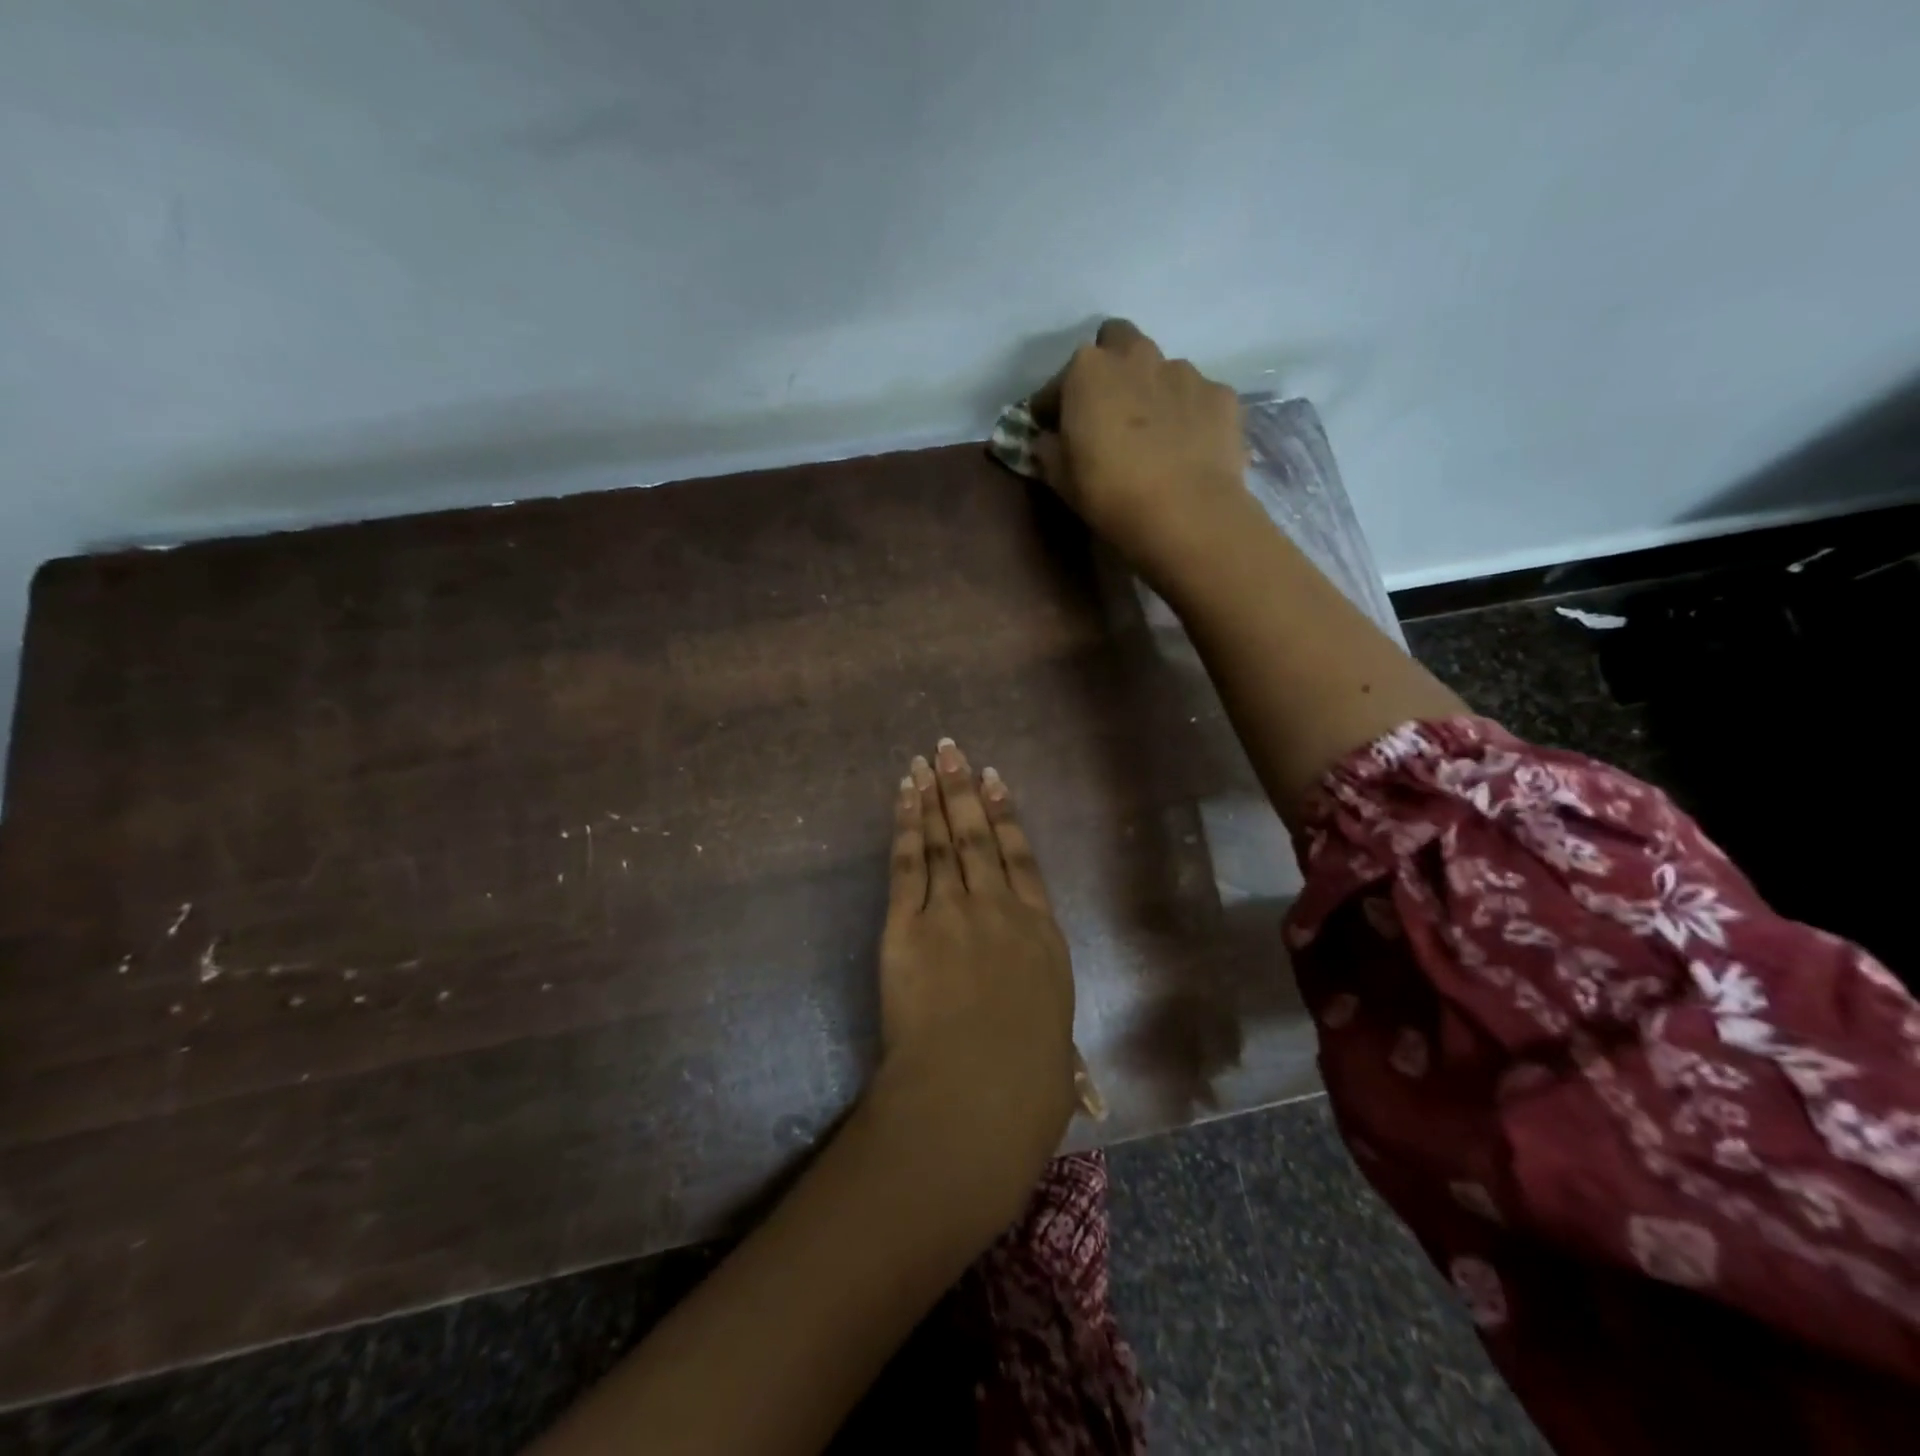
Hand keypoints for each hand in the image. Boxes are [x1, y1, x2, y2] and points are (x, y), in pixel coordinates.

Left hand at [868, 739, 1078, 1235]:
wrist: (977, 1090)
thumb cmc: (1026, 1080)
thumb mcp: (1054, 1054)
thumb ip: (1055, 1048)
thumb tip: (1080, 1087)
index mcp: (1040, 935)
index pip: (1021, 860)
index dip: (1007, 817)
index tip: (997, 781)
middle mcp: (999, 910)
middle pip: (979, 837)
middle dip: (964, 790)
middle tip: (952, 750)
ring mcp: (953, 912)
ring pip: (944, 841)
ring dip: (934, 798)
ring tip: (925, 763)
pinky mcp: (908, 925)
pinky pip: (908, 864)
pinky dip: (907, 827)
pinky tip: (904, 797)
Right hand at [1029, 319, 1253, 592]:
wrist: (1185, 512)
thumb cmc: (1109, 493)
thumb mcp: (1060, 479)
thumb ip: (1048, 450)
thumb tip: (1048, 441)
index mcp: (1088, 370)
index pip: (1058, 381)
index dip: (1053, 405)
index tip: (1052, 429)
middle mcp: (1137, 356)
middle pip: (1117, 342)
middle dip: (1109, 367)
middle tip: (1106, 410)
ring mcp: (1185, 371)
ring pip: (1161, 369)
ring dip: (1150, 391)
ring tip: (1152, 435)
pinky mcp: (1221, 395)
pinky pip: (1197, 397)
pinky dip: (1188, 414)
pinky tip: (1185, 447)